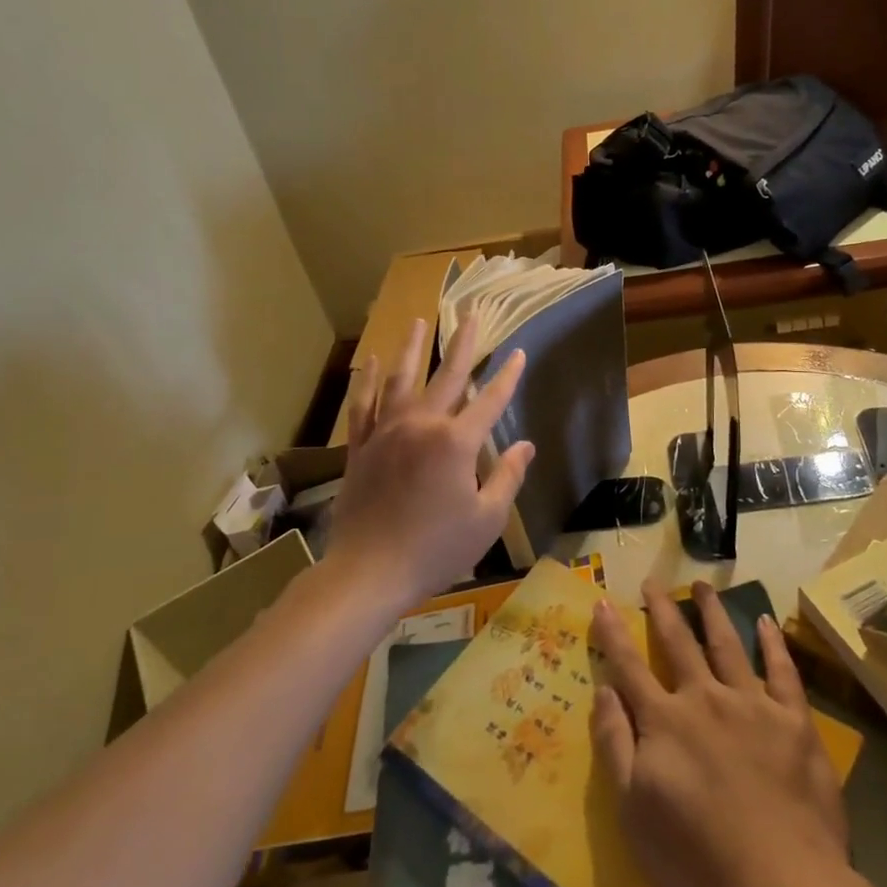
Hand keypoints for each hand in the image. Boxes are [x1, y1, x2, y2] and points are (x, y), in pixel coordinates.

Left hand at [328, 314, 534, 610]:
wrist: (370, 571)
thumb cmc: (436, 550)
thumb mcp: (486, 519)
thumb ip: (508, 477)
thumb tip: (526, 445)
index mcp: (456, 442)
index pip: (490, 400)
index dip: (508, 376)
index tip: (518, 353)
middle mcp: (421, 425)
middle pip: (447, 376)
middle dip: (463, 343)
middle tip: (472, 314)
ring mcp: (386, 432)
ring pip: (401, 379)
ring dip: (413, 348)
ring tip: (419, 321)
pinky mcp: (361, 446)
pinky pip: (363, 404)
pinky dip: (368, 380)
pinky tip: (373, 360)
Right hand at [590, 583, 850, 886]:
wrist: (782, 882)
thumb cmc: (698, 856)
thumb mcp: (634, 811)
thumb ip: (615, 745)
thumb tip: (604, 690)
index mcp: (665, 720)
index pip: (630, 666)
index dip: (614, 633)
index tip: (604, 601)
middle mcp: (705, 698)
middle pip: (679, 642)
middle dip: (662, 608)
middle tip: (653, 581)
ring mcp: (753, 704)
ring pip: (727, 644)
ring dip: (713, 611)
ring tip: (703, 584)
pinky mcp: (794, 720)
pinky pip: (782, 671)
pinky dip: (773, 644)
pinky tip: (766, 622)